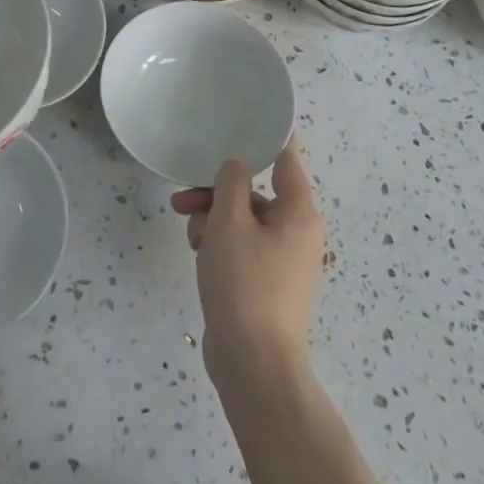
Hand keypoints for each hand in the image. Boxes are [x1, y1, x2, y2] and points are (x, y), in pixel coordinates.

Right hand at [171, 139, 322, 384]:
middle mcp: (297, 231)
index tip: (242, 117)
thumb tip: (237, 167)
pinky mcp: (266, 282)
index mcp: (299, 212)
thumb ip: (231, 182)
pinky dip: (219, 243)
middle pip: (254, 191)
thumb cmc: (245, 284)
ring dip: (213, 219)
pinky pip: (241, 246)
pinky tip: (198, 255)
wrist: (254, 367)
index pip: (286, 157)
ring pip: (242, 219)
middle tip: (184, 198)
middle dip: (217, 191)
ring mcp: (283, 260)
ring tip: (191, 236)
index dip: (265, 136)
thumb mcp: (229, 222)